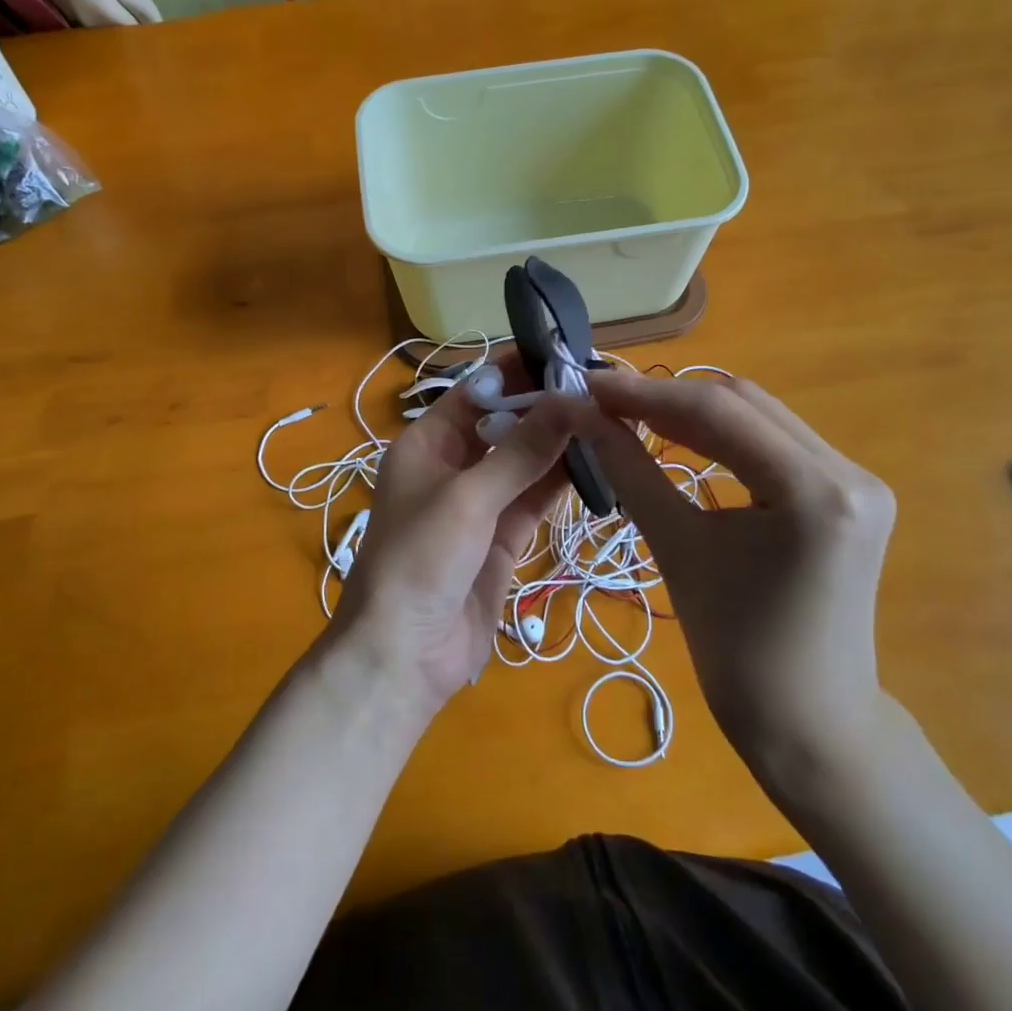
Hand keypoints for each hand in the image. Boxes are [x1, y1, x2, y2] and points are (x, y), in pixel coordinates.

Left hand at [328, 362, 572, 719]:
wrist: (403, 656)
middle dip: (547, 408)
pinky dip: (562, 483)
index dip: (517, 373)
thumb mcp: (468, 498)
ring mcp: (480, 504)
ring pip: (525, 462)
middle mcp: (452, 466)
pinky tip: (597, 463)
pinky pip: (535, 500)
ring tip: (608, 419)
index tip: (565, 354)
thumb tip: (569, 399)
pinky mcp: (502, 538)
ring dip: (560, 444)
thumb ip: (520, 451)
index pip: (476, 393)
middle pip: (505, 425)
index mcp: (427, 444)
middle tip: (601, 388)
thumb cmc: (419, 560)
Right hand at [556, 373, 896, 770]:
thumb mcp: (678, 549)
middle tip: (603, 402)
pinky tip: (680, 439)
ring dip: (693, 413)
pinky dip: (721, 436)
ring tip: (630, 415)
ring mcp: (855, 480)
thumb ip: (630, 470)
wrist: (811, 726)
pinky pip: (773, 442)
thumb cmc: (738, 654)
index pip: (718, 413)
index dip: (644, 393)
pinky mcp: (847, 492)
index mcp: (815, 491)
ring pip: (758, 417)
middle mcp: (847, 471)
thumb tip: (582, 415)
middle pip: (743, 404)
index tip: (587, 384)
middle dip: (667, 398)